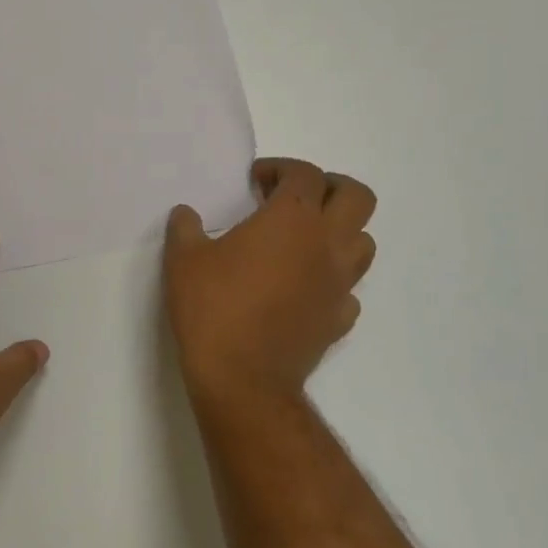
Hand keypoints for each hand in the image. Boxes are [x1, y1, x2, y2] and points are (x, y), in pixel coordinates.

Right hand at [163, 158, 376, 405]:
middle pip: (357, 197)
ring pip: (364, 242)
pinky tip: (304, 287)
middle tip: (296, 197)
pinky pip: (348, 288)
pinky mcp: (339, 318)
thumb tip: (186, 214)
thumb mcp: (183, 260)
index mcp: (291, 219)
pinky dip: (332, 279)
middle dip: (330, 187)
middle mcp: (326, 244)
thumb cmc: (213, 307)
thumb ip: (185, 228)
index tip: (255, 180)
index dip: (280, 168)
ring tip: (303, 240)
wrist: (243, 378)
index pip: (304, 174)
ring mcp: (339, 283)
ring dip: (340, 231)